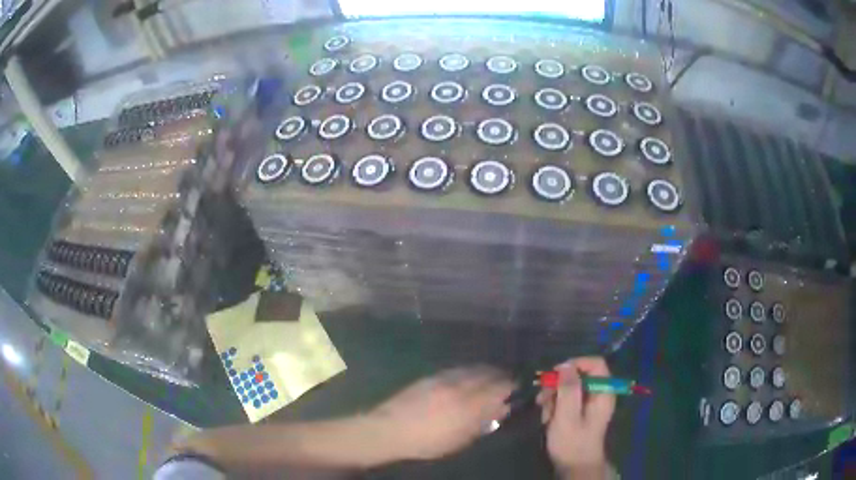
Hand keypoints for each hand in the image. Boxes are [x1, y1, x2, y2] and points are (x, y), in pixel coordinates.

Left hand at [367, 366, 514, 460]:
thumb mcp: (459, 440)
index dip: (511, 387)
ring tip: (492, 377)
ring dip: (486, 372)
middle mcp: (459, 387)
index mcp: (468, 405)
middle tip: (508, 381)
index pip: (498, 389)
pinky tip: (470, 377)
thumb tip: (501, 409)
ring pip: (473, 369)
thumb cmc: (427, 442)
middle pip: (487, 375)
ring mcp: (444, 379)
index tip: (518, 388)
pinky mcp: (431, 376)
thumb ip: (482, 423)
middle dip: (501, 376)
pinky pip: (458, 370)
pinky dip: (470, 371)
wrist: (390, 429)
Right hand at [537, 357, 614, 476]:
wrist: (573, 466)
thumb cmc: (572, 442)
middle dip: (558, 385)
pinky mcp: (580, 411)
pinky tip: (548, 419)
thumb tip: (566, 364)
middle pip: (579, 375)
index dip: (576, 364)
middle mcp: (598, 393)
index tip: (556, 374)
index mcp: (603, 392)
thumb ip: (568, 389)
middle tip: (543, 398)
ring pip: (569, 387)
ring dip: (553, 398)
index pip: (595, 363)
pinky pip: (566, 399)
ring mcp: (589, 403)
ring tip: (546, 414)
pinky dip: (554, 406)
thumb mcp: (567, 416)